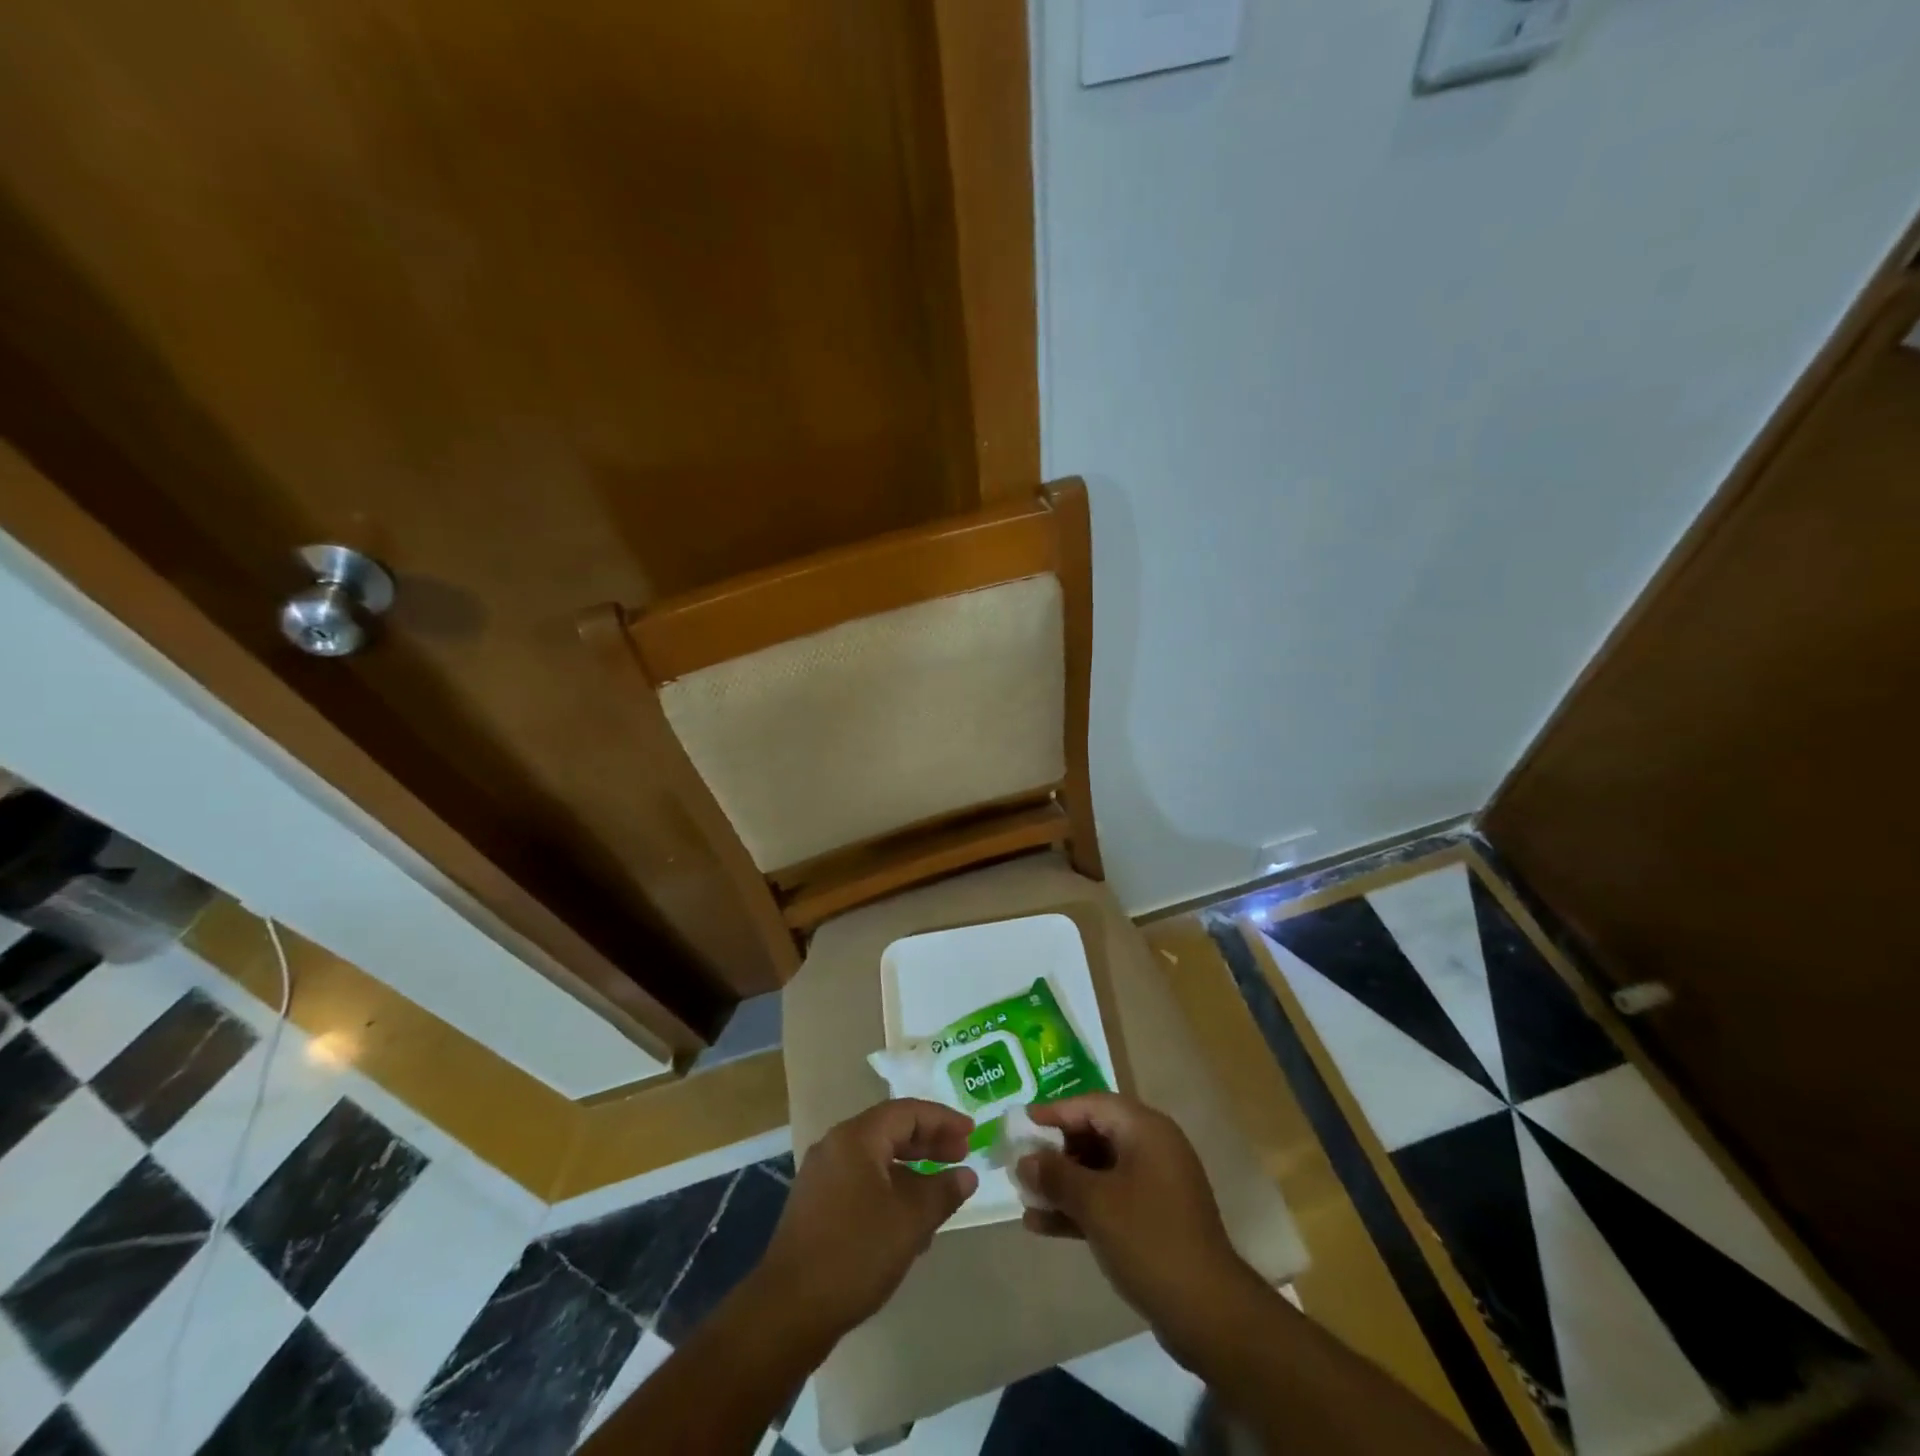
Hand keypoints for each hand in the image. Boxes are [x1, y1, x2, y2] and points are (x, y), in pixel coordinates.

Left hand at [755, 1099, 978, 1340]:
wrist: (787, 1311)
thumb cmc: (854, 1253)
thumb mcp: (909, 1221)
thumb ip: (942, 1192)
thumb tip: (966, 1175)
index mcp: (856, 1137)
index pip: (907, 1112)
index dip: (942, 1120)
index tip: (971, 1133)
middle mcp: (836, 1147)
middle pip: (890, 1131)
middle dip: (928, 1143)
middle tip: (961, 1155)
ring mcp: (822, 1177)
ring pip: (877, 1160)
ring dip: (911, 1171)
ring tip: (941, 1192)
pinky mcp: (816, 1207)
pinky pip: (862, 1183)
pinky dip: (890, 1191)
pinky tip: (909, 1224)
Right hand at [1017, 1093, 1261, 1364]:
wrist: (1208, 1312)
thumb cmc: (1149, 1239)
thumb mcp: (1095, 1203)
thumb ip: (1056, 1175)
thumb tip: (1025, 1160)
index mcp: (1145, 1129)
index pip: (1092, 1104)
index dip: (1055, 1111)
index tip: (1022, 1122)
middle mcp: (1152, 1147)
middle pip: (1095, 1134)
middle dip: (1056, 1151)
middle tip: (1022, 1163)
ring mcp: (1155, 1184)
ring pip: (1099, 1170)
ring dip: (1063, 1183)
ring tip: (1025, 1197)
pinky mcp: (1154, 1218)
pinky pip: (1110, 1199)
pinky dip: (1080, 1207)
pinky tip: (1042, 1225)